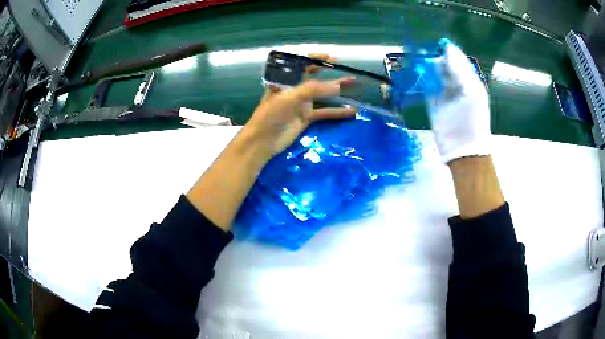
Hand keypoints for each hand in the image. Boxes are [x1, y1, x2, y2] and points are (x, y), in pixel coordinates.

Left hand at [187, 55, 354, 229]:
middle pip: (315, 77)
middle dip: (330, 73)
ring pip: (322, 94)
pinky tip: (351, 111)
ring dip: (337, 90)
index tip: (330, 57)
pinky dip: (337, 112)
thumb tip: (337, 86)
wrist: (262, 141)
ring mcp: (301, 103)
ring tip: (354, 85)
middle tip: (346, 70)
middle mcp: (294, 89)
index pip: (301, 65)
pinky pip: (324, 112)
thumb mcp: (290, 97)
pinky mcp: (306, 118)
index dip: (315, 59)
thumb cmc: (271, 115)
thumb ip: (313, 89)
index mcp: (285, 80)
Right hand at [427, 40, 490, 163]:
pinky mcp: (433, 103)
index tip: (437, 46)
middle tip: (426, 57)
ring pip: (434, 74)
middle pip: (444, 65)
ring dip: (427, 69)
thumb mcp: (471, 90)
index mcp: (469, 80)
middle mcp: (456, 84)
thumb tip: (447, 48)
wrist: (462, 148)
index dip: (447, 52)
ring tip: (420, 65)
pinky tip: (417, 76)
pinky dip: (421, 80)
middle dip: (435, 60)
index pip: (457, 59)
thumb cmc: (472, 119)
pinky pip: (426, 86)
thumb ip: (460, 69)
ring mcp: (444, 93)